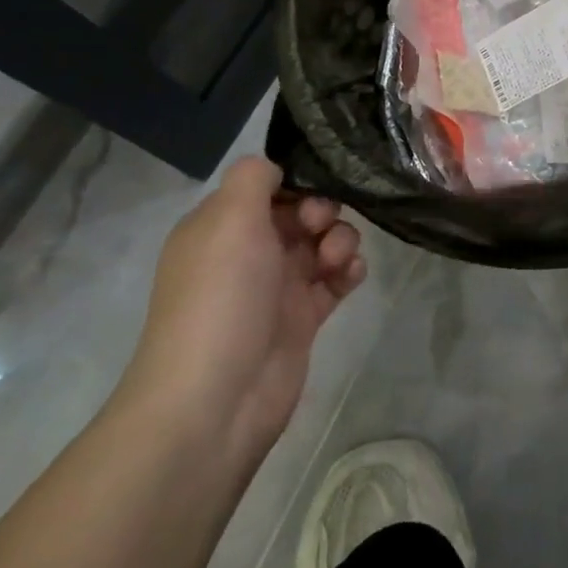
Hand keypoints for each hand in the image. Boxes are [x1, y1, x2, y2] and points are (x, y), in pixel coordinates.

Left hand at [120, 157, 364, 463]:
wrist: (216, 399)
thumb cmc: (221, 298)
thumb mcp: (228, 219)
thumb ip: (253, 177)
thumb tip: (274, 169)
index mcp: (220, 228)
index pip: (267, 187)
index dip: (297, 183)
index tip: (310, 193)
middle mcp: (247, 253)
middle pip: (301, 212)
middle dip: (324, 210)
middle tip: (322, 228)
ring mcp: (276, 288)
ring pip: (323, 243)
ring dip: (341, 240)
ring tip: (338, 261)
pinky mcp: (302, 318)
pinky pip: (336, 280)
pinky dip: (349, 271)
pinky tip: (350, 276)